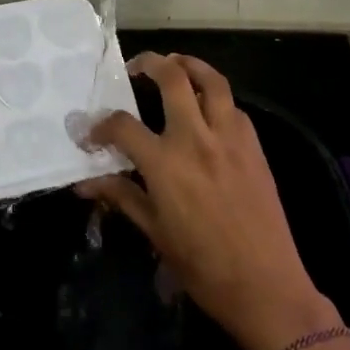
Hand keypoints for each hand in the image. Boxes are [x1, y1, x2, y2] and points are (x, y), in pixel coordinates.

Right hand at [79, 53, 340, 349]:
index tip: (92, 134)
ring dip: (191, 65)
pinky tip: (208, 109)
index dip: (100, 125)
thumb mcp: (155, 233)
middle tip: (136, 67)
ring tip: (176, 63)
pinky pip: (234, 107)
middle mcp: (196, 139)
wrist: (265, 286)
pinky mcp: (254, 147)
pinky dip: (217, 97)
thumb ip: (121, 197)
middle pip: (173, 79)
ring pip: (212, 81)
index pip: (122, 125)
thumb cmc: (203, 267)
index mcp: (165, 163)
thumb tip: (84, 183)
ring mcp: (230, 139)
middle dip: (150, 63)